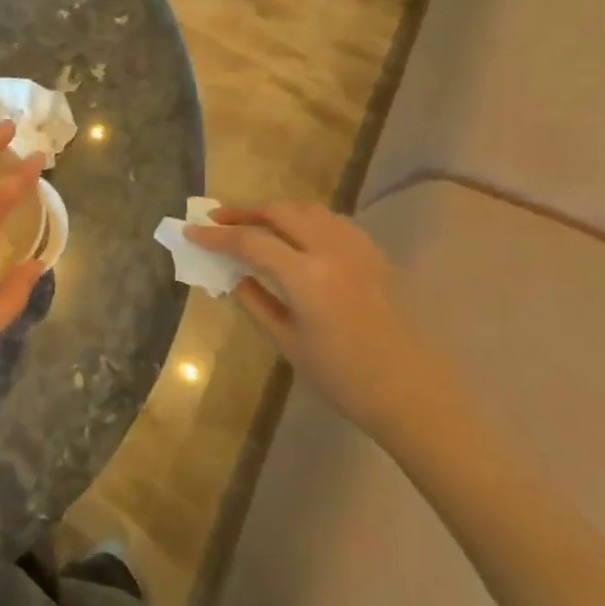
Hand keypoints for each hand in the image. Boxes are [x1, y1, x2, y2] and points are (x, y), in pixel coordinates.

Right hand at [187, 204, 470, 444]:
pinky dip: (305, 220)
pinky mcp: (375, 255)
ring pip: (309, 210)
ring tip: (252, 223)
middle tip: (216, 220)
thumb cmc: (343, 379)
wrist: (413, 394)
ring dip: (275, 211)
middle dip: (244, 212)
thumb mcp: (288, 343)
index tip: (191, 231)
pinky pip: (333, 222)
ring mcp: (358, 249)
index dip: (216, 236)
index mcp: (306, 277)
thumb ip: (256, 302)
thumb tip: (233, 276)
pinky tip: (295, 236)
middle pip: (280, 212)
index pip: (251, 242)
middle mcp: (332, 251)